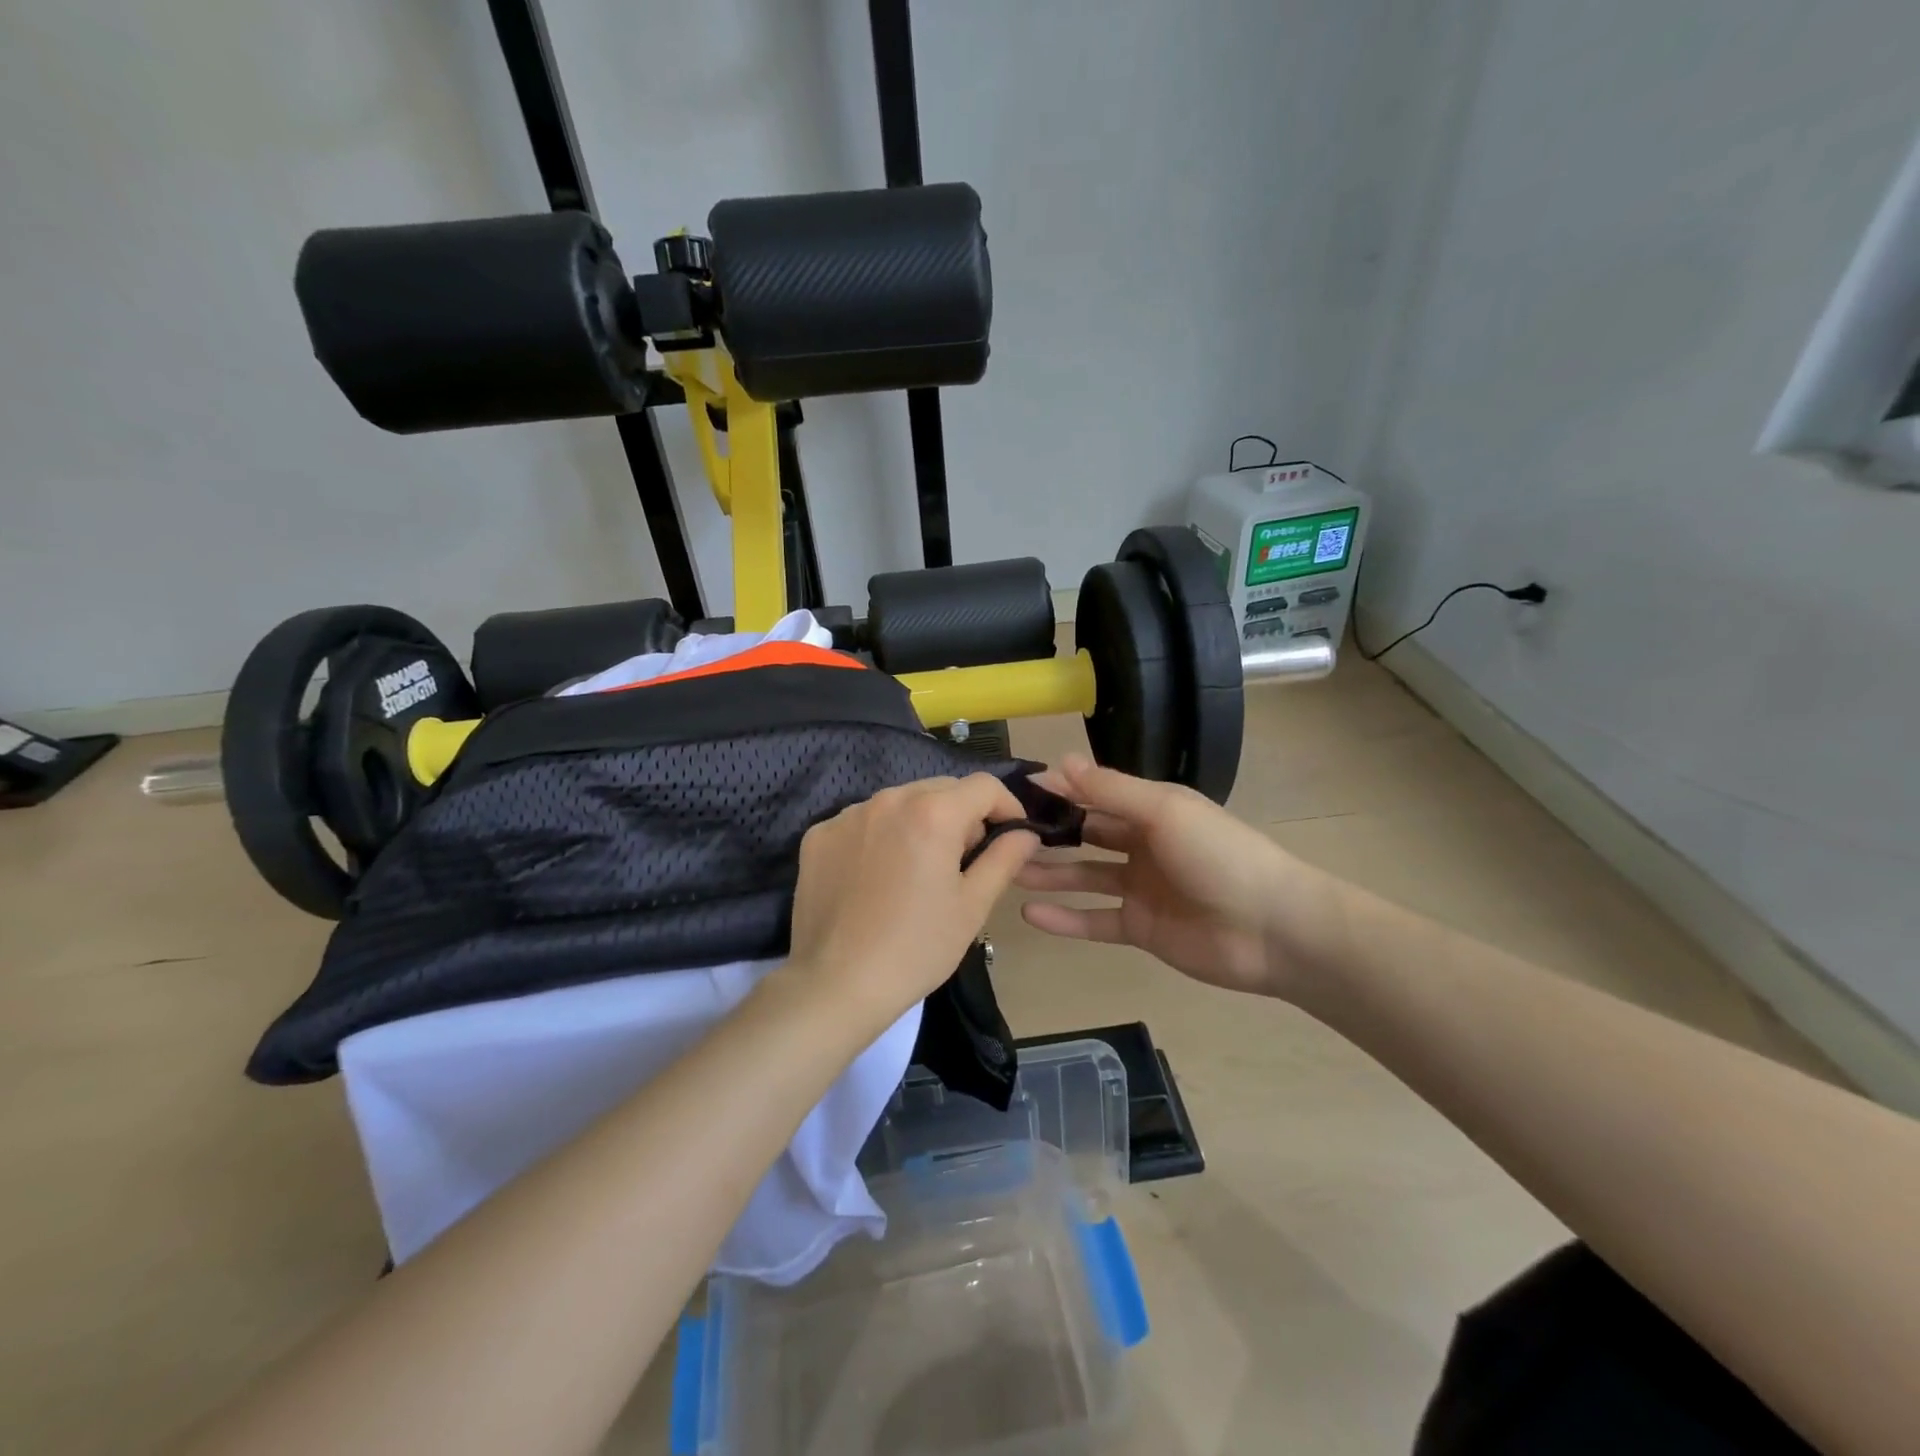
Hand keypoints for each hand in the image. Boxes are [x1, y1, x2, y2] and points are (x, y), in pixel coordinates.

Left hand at [786, 775, 1041, 1027]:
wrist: (836, 985)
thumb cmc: (916, 948)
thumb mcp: (972, 906)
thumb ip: (1004, 858)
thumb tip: (1025, 833)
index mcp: (932, 812)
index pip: (984, 786)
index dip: (1007, 806)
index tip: (1011, 836)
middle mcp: (888, 799)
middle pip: (941, 789)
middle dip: (963, 815)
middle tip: (965, 860)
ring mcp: (848, 815)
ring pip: (901, 803)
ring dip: (921, 823)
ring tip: (919, 869)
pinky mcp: (819, 835)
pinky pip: (864, 821)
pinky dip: (881, 836)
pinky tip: (878, 877)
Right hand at [1017, 756, 1333, 998]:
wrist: (1272, 929)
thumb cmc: (1218, 855)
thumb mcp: (1163, 810)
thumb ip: (1110, 790)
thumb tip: (1059, 761)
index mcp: (1152, 810)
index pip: (1096, 794)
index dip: (1059, 791)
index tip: (1014, 791)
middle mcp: (1143, 845)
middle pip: (1087, 834)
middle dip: (1048, 833)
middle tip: (1002, 834)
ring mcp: (1140, 888)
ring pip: (1085, 876)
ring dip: (1050, 873)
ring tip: (1008, 870)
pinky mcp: (1140, 928)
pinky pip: (1095, 921)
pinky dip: (1065, 919)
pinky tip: (1030, 913)